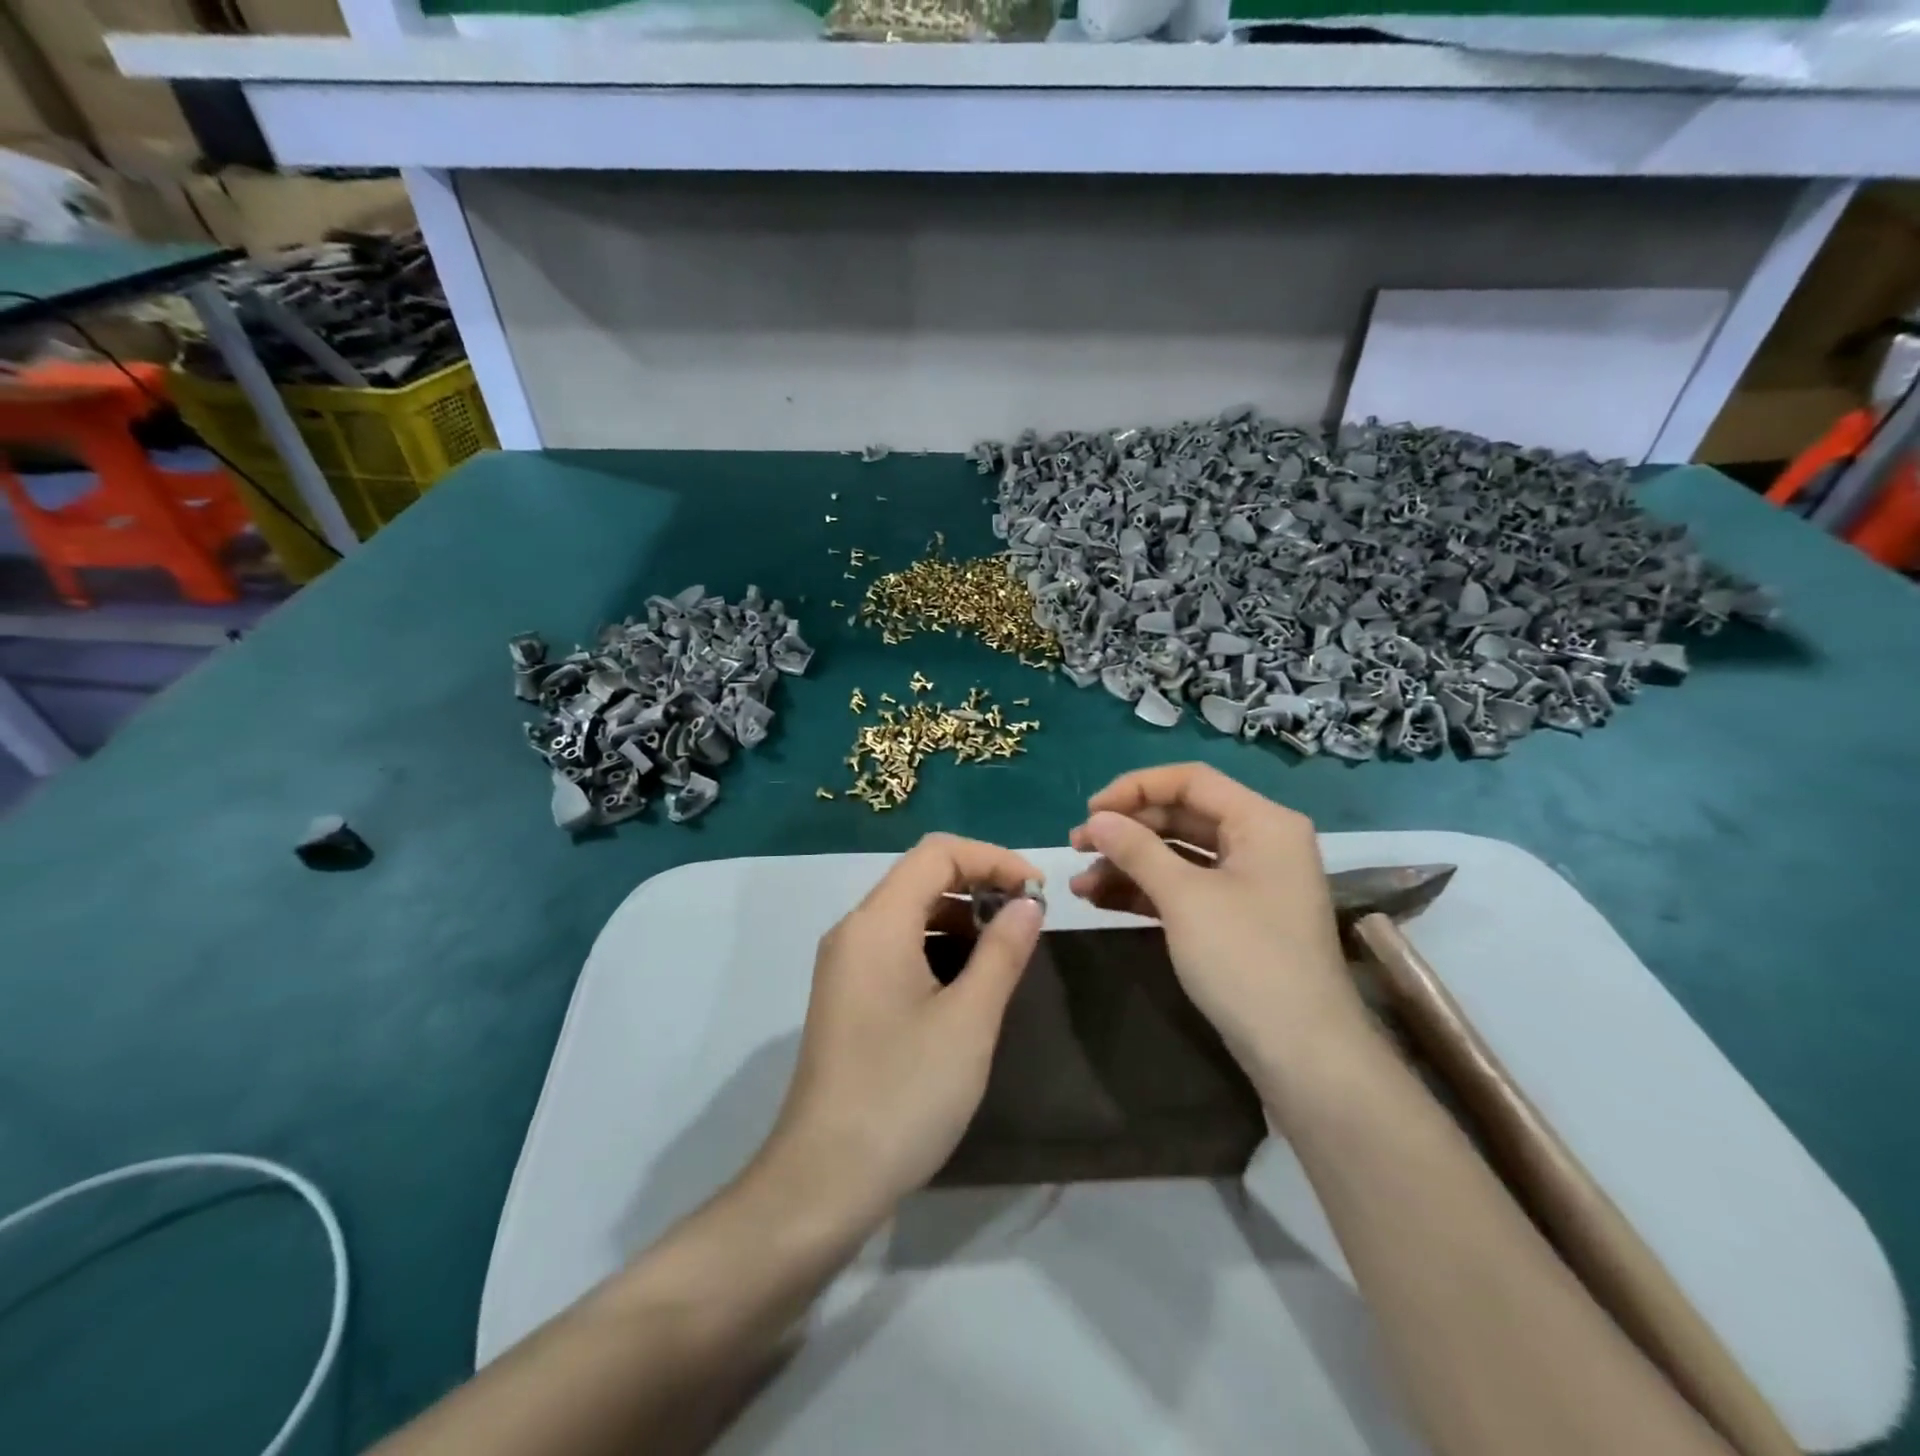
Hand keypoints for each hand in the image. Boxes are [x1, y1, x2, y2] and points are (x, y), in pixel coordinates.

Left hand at [752, 834, 1044, 1233]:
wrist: (824, 1181)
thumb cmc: (903, 1094)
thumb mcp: (969, 1021)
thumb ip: (1002, 952)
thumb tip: (1028, 903)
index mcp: (877, 923)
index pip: (937, 853)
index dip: (993, 858)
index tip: (1038, 891)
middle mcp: (854, 930)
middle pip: (920, 876)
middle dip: (979, 884)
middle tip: (1028, 918)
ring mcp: (845, 964)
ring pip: (909, 911)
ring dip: (960, 916)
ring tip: (1005, 949)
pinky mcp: (847, 995)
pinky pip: (896, 945)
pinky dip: (937, 944)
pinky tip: (967, 981)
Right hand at [1068, 763, 1367, 1079]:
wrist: (1302, 1054)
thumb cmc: (1246, 959)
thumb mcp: (1185, 898)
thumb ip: (1137, 850)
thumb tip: (1096, 819)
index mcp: (1262, 822)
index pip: (1190, 781)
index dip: (1135, 789)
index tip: (1089, 811)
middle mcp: (1258, 842)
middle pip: (1181, 817)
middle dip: (1126, 830)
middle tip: (1076, 846)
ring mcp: (1247, 883)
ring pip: (1177, 856)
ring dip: (1127, 864)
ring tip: (1079, 883)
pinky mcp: (1233, 918)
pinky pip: (1183, 888)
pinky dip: (1144, 891)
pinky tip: (1100, 901)